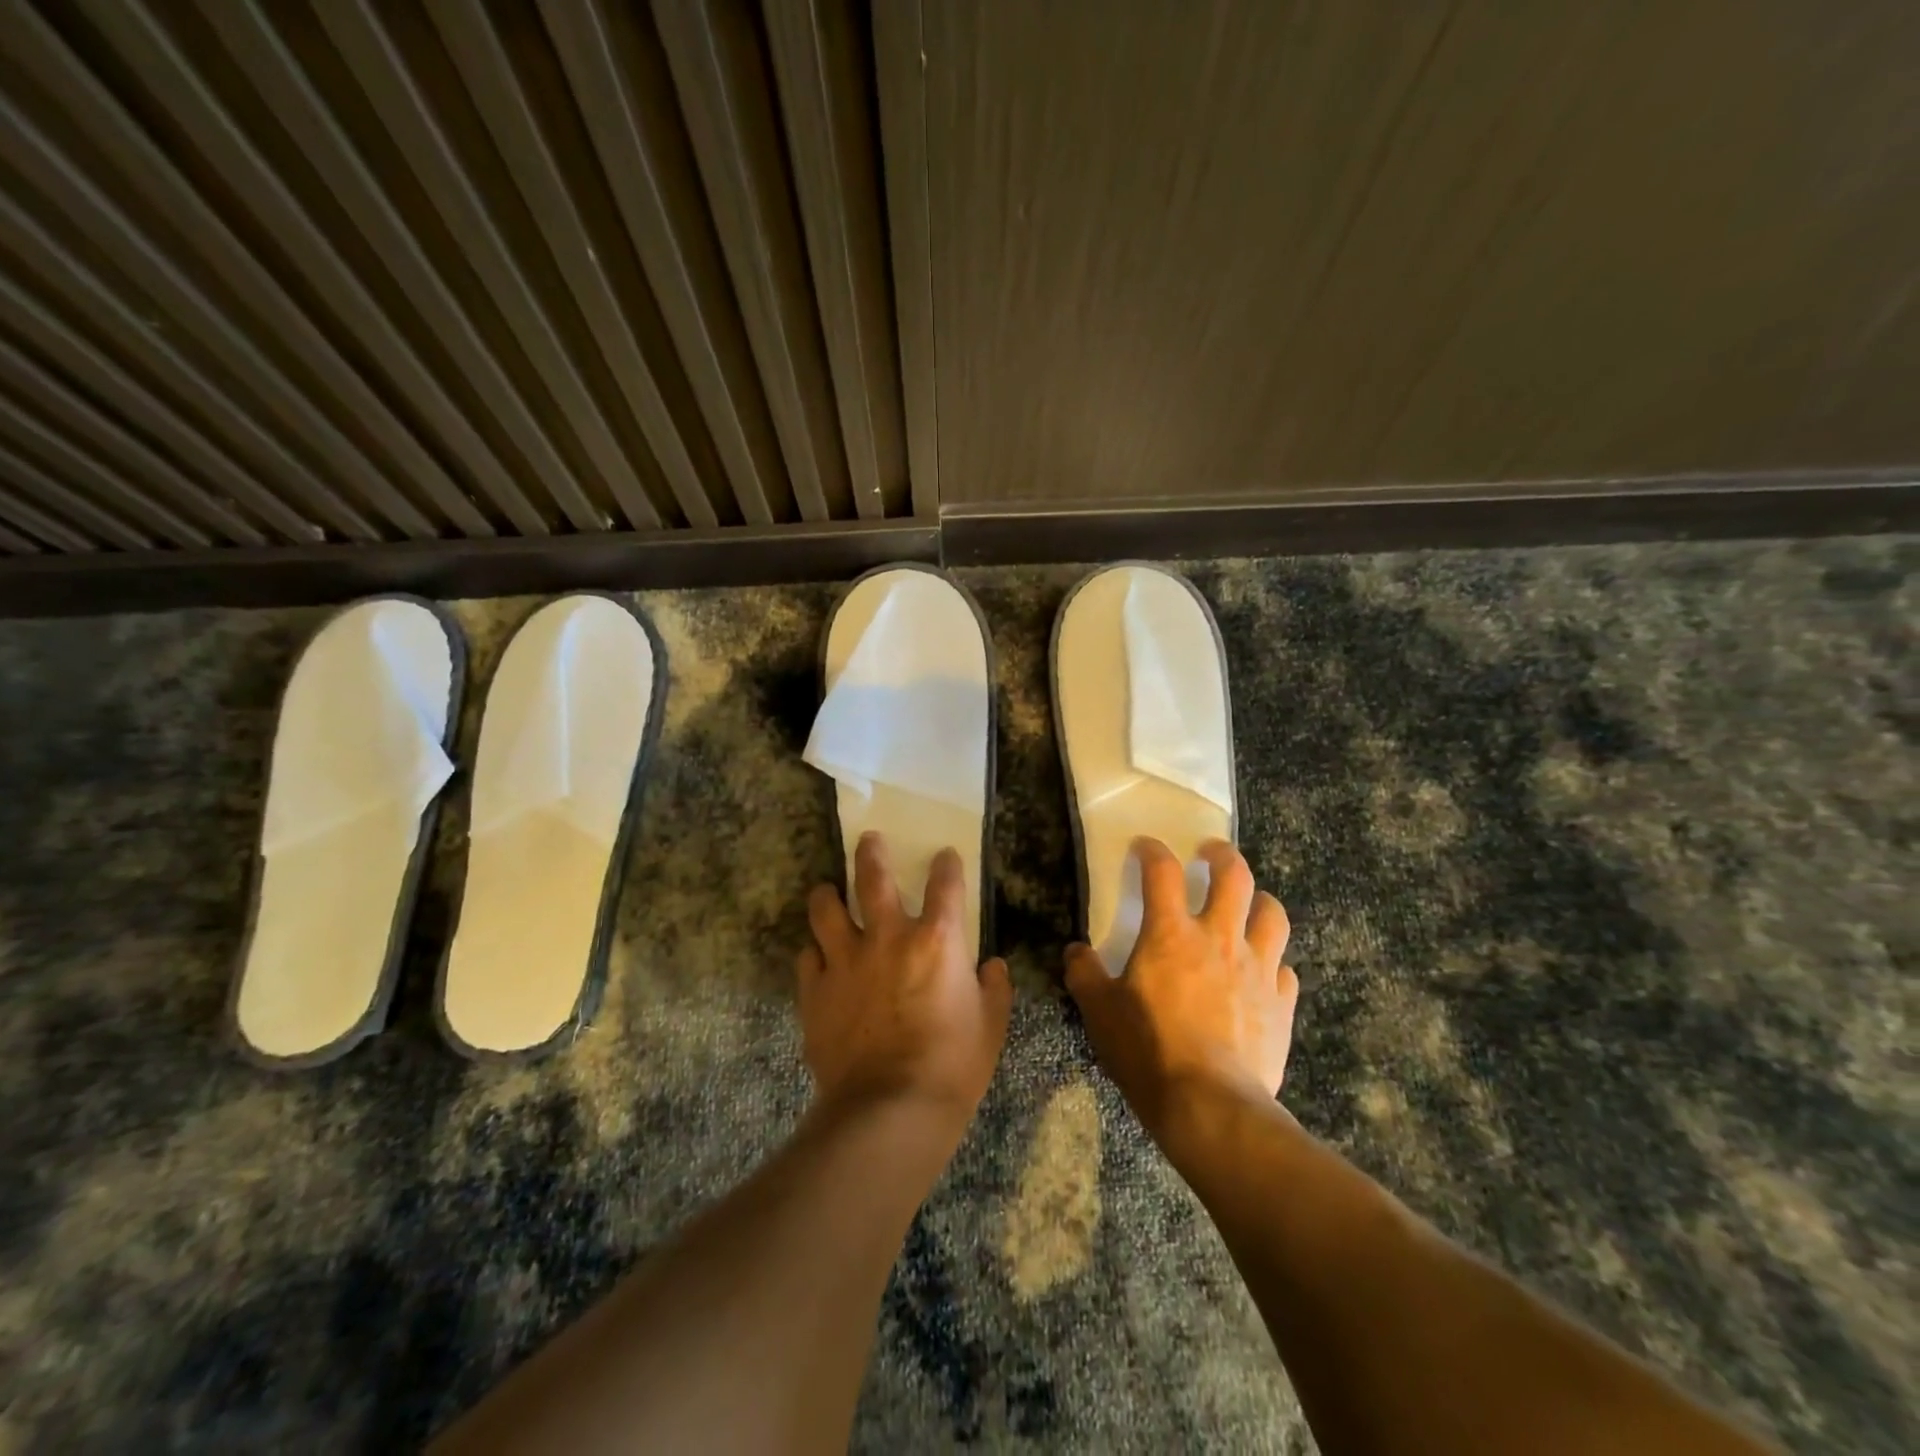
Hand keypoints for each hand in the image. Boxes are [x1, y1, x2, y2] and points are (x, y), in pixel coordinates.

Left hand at [798, 833, 1012, 1133]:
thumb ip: (993, 989)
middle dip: (871, 853)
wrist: (890, 1110)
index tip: (945, 855)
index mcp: (937, 940)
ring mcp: (845, 961)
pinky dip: (814, 953)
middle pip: (872, 878)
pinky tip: (818, 958)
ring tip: (827, 891)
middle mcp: (888, 937)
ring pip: (826, 910)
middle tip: (869, 839)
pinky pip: (807, 957)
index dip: (947, 864)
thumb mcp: (991, 1027)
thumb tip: (991, 967)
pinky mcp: (815, 991)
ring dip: (827, 896)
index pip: (945, 884)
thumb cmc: (953, 1066)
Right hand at [1065, 838, 1297, 1134]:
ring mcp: (1258, 969)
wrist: (1210, 1106)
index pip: (1163, 872)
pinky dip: (1272, 961)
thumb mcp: (1099, 1012)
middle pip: (1234, 876)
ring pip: (1272, 914)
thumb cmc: (1149, 1051)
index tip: (1145, 847)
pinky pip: (1284, 968)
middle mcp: (1219, 939)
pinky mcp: (1281, 1003)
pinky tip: (1262, 972)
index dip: (1152, 851)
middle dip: (1222, 856)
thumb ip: (1085, 974)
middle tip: (1210, 853)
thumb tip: (1076, 951)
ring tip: (1247, 904)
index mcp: (1171, 934)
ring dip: (1259, 900)